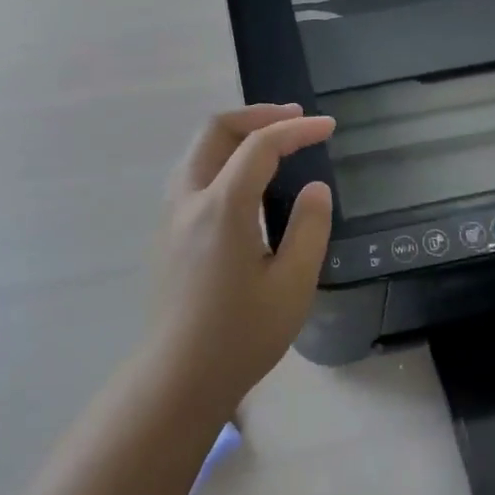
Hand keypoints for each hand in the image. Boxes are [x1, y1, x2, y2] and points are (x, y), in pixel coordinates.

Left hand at [150, 105, 335, 414]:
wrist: (178, 379)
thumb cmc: (241, 336)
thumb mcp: (292, 286)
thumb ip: (309, 228)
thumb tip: (314, 188)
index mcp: (222, 207)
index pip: (260, 145)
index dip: (297, 129)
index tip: (328, 127)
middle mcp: (188, 199)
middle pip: (215, 130)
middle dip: (257, 115)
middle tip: (295, 119)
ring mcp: (170, 214)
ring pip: (198, 149)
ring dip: (236, 134)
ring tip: (274, 144)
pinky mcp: (166, 232)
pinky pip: (192, 173)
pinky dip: (222, 157)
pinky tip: (246, 182)